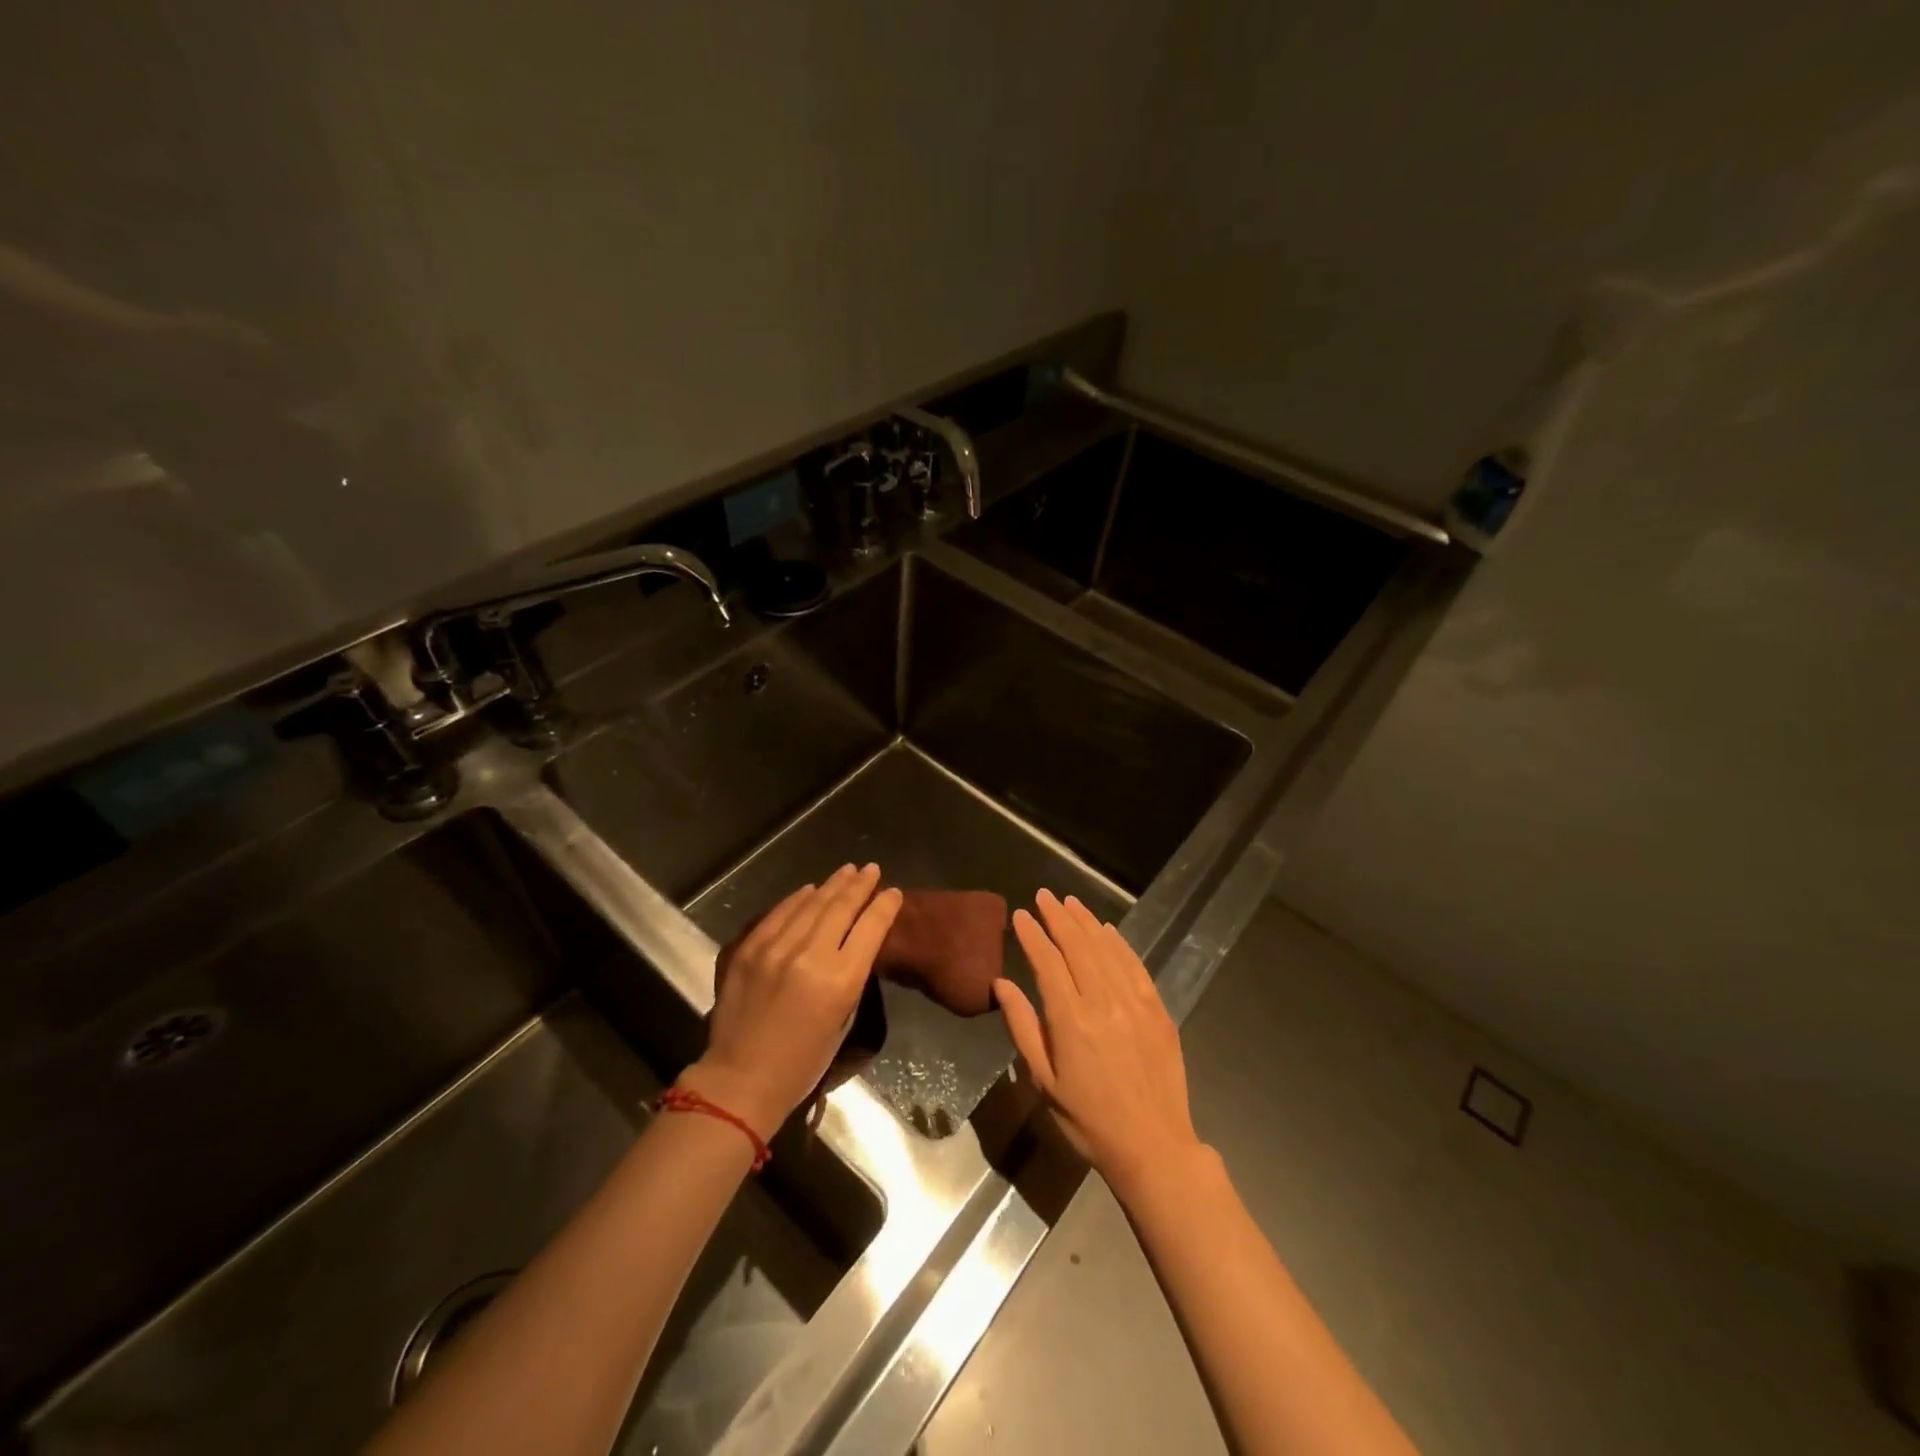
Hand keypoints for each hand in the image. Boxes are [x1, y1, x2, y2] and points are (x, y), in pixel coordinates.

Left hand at [685, 864, 901, 1138]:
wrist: (741, 1079)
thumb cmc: (803, 1062)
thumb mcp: (843, 1019)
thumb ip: (851, 976)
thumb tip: (854, 942)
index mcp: (840, 980)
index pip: (871, 927)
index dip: (885, 905)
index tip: (894, 892)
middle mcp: (810, 955)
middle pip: (841, 907)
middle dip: (860, 884)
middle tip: (871, 869)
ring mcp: (776, 948)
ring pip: (811, 903)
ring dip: (832, 885)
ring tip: (847, 871)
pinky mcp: (750, 948)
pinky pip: (779, 913)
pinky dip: (798, 898)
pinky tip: (810, 889)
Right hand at [994, 889, 1206, 1202]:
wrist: (1153, 1146)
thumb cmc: (1088, 1120)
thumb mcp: (1044, 1081)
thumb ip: (1023, 1027)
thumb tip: (1001, 984)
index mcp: (1071, 1020)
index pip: (1047, 962)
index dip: (1032, 935)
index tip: (1020, 915)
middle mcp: (1103, 1001)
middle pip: (1078, 946)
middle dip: (1058, 917)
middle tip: (1044, 896)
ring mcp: (1134, 1002)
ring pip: (1106, 949)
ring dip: (1086, 922)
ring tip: (1070, 902)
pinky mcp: (1157, 1009)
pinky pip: (1134, 965)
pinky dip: (1118, 943)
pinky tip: (1107, 930)